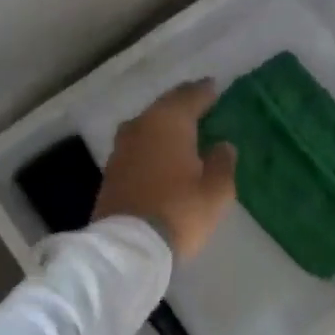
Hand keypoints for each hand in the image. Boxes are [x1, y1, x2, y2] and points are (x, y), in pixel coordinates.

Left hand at [94, 81, 237, 261]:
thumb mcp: (216, 191)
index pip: (190, 96)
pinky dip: (152, 143)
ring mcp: (121, 147)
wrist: (129, 247)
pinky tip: (162, 152)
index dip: (205, 91)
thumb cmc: (180, 211)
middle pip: (165, 107)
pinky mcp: (112, 170)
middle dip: (183, 104)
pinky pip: (138, 145)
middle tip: (200, 102)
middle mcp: (141, 126)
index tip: (214, 87)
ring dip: (164, 124)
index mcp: (169, 122)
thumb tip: (223, 145)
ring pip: (148, 125)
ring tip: (183, 128)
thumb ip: (222, 163)